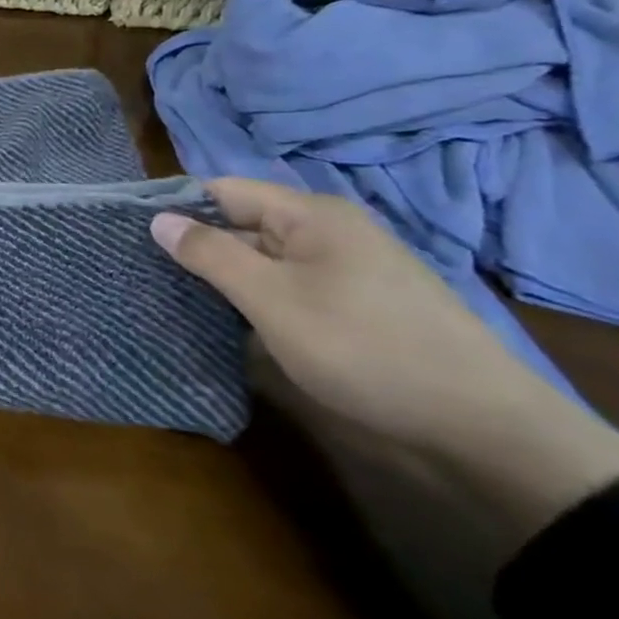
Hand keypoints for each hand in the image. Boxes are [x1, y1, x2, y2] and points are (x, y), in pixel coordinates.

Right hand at [151, 180, 618, 568]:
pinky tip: (229, 322)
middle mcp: (329, 231)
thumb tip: (158, 219)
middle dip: (197, 244)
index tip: (135, 234)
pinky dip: (256, 297)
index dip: (178, 206)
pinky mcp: (356, 305)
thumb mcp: (272, 299)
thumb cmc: (364, 348)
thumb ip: (211, 254)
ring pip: (265, 258)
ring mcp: (347, 269)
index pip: (223, 190)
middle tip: (146, 271)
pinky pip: (289, 285)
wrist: (483, 428)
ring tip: (175, 297)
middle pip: (243, 223)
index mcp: (311, 215)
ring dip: (225, 276)